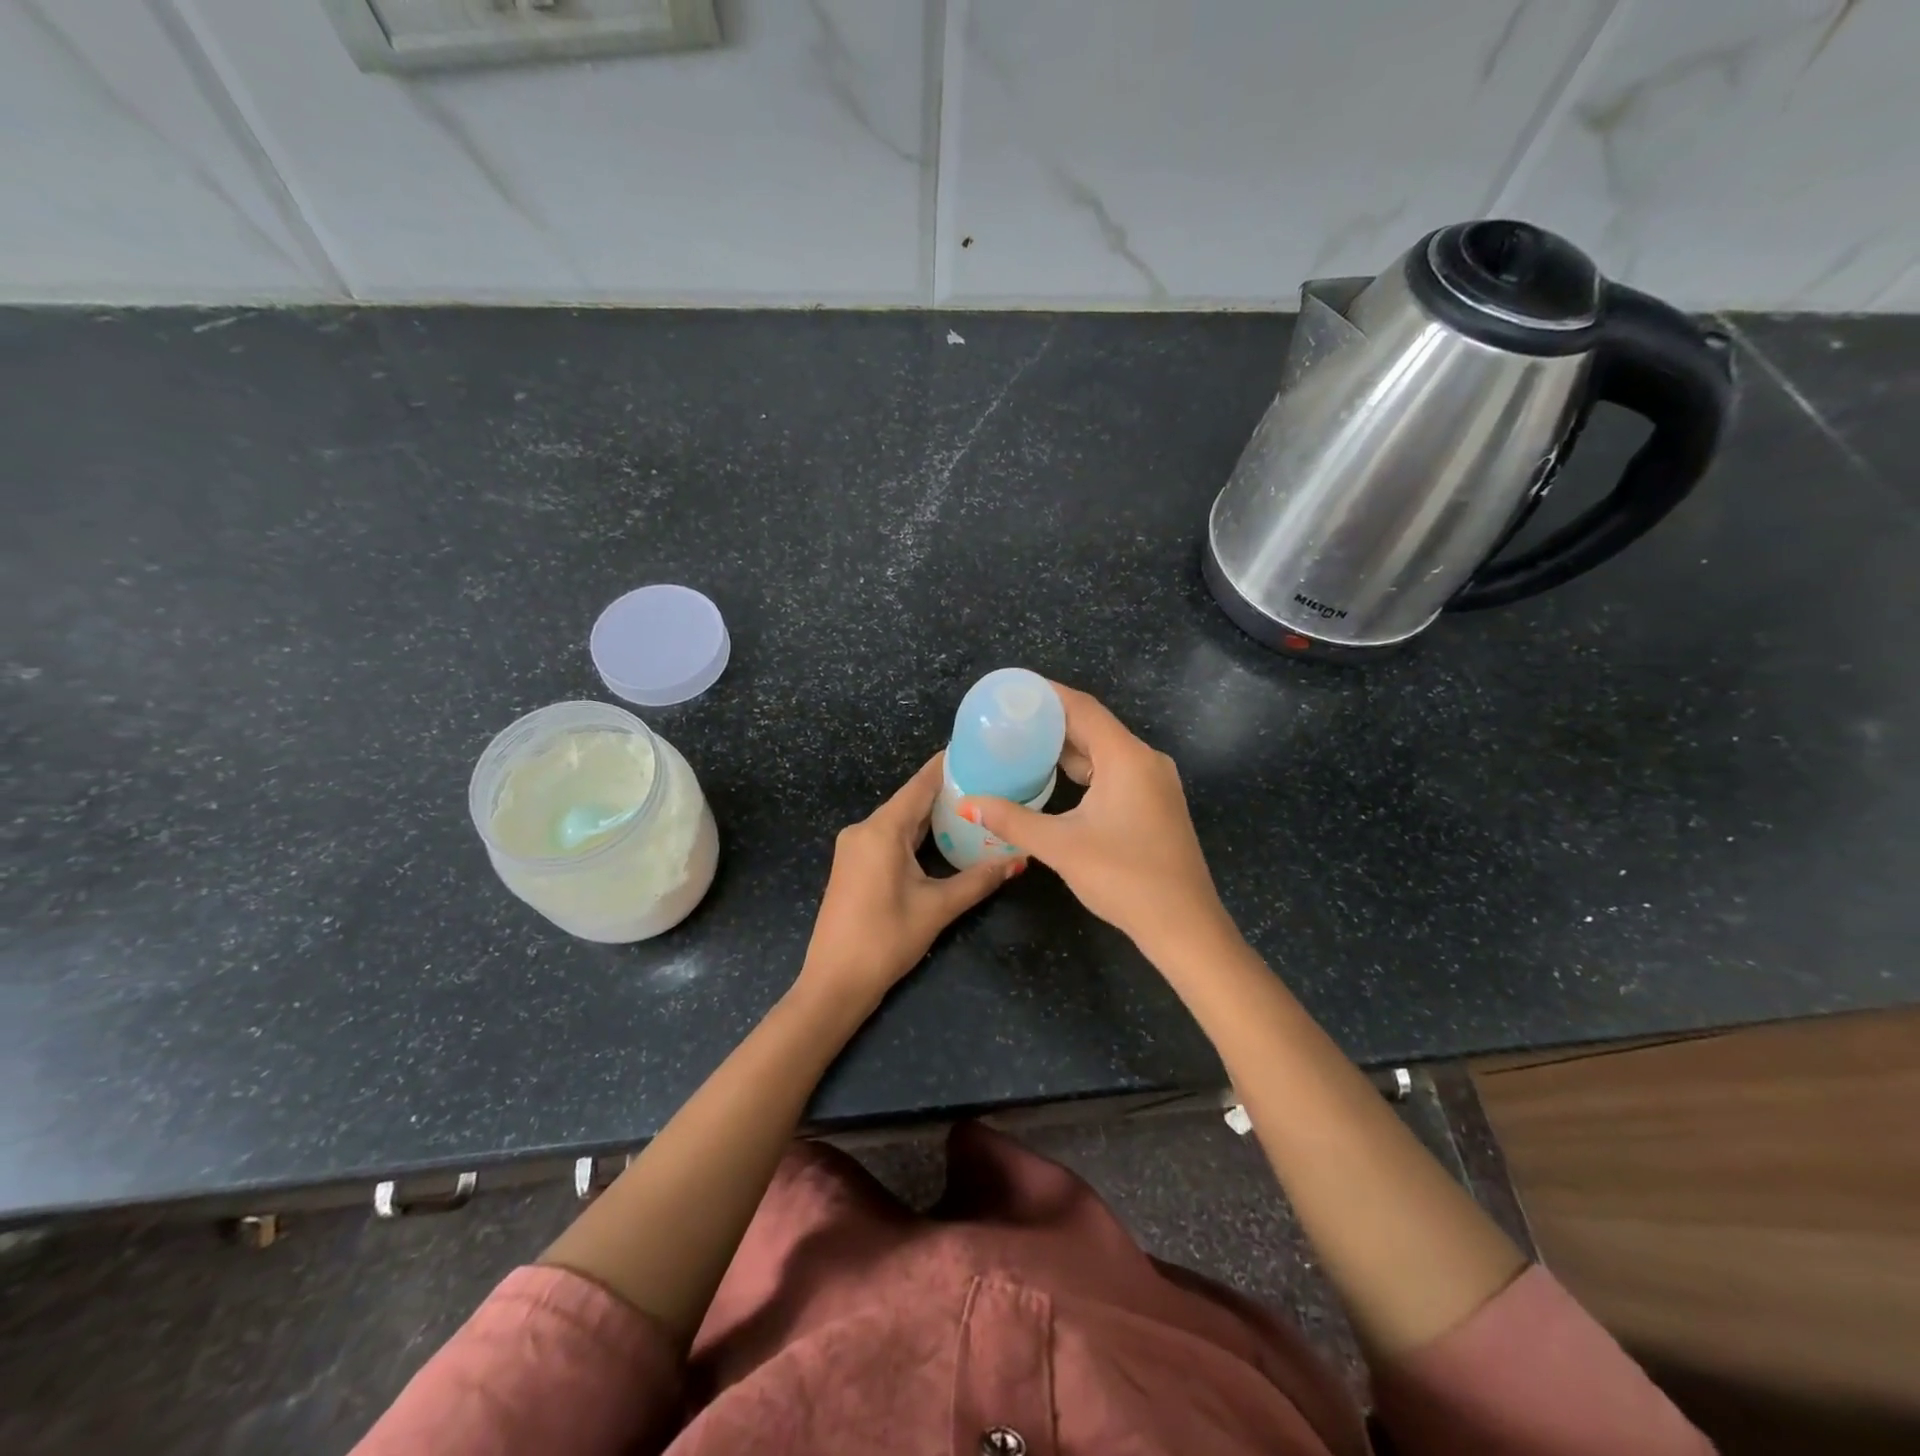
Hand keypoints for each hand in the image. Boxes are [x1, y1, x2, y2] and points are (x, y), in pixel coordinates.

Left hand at [799, 754, 1019, 1009]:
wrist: (834, 982)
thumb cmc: (886, 940)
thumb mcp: (937, 908)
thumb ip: (978, 880)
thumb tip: (1018, 861)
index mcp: (882, 830)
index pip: (920, 785)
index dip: (948, 765)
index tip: (978, 749)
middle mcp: (864, 829)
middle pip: (910, 800)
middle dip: (947, 790)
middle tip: (988, 780)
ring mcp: (854, 846)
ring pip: (900, 819)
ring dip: (932, 814)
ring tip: (973, 804)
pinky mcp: (853, 864)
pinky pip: (888, 836)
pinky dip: (916, 832)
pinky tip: (942, 835)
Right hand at [962, 683, 1228, 958]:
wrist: (1183, 925)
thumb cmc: (1124, 877)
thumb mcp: (1061, 846)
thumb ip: (1013, 820)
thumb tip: (969, 802)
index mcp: (1127, 757)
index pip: (1082, 708)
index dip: (1047, 694)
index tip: (1012, 690)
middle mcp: (1145, 760)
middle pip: (1094, 726)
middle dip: (1051, 721)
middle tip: (1008, 720)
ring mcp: (1155, 783)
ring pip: (1104, 751)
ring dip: (1067, 747)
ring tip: (1023, 745)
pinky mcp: (1155, 804)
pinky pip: (1115, 771)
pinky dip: (1084, 769)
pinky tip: (1056, 779)